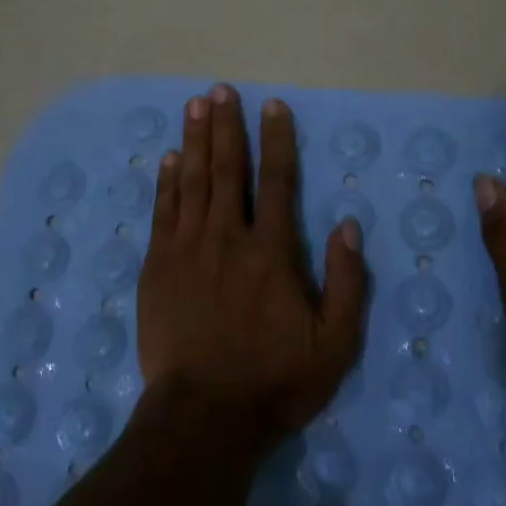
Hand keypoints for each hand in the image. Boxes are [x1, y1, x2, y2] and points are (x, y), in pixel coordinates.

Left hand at [137, 85, 367, 443]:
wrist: (204, 415)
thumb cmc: (275, 381)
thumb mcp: (335, 343)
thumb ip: (347, 281)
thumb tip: (348, 224)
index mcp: (272, 251)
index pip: (277, 180)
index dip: (276, 139)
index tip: (273, 105)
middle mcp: (228, 238)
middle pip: (227, 169)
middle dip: (225, 125)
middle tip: (220, 90)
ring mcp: (187, 249)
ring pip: (192, 181)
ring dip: (194, 140)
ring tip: (194, 105)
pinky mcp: (158, 266)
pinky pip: (163, 212)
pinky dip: (166, 182)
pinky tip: (168, 158)